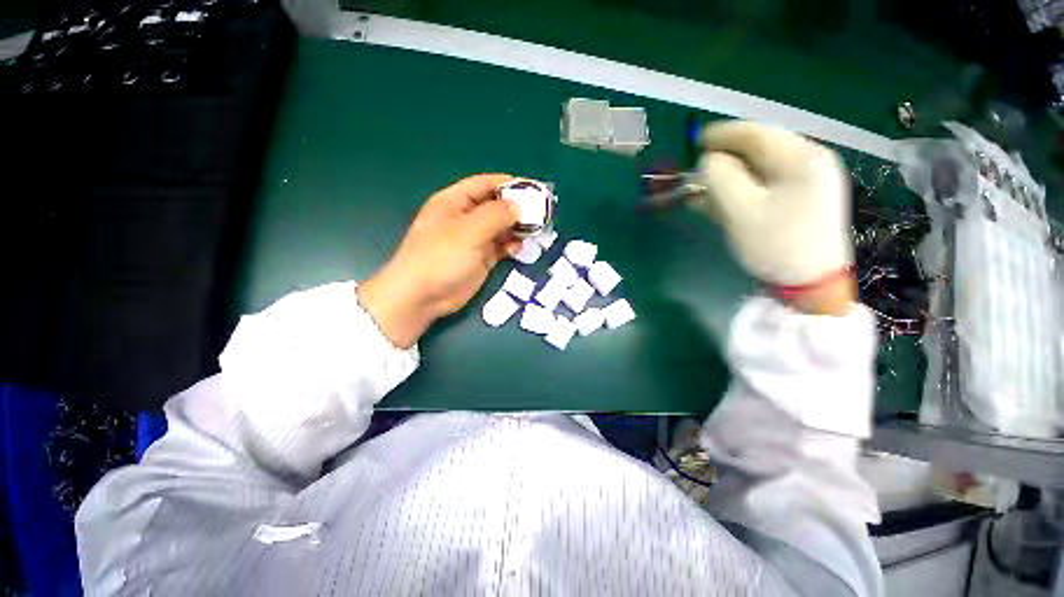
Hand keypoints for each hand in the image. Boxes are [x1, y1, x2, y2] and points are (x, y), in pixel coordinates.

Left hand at [357, 174, 521, 347]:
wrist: (422, 297)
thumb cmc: (440, 257)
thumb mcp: (468, 231)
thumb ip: (496, 215)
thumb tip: (519, 206)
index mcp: (455, 201)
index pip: (486, 184)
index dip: (509, 184)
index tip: (534, 190)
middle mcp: (465, 217)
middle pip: (496, 206)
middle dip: (517, 209)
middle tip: (541, 214)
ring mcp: (473, 239)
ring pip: (500, 227)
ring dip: (516, 229)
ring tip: (533, 233)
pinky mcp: (480, 258)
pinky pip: (500, 246)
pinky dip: (510, 246)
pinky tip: (517, 250)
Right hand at [691, 121, 855, 314]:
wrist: (811, 285)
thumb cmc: (776, 245)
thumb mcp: (741, 210)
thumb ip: (720, 178)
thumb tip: (708, 161)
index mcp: (801, 159)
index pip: (757, 134)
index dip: (723, 135)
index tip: (696, 140)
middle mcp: (808, 163)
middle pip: (758, 152)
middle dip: (724, 162)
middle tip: (696, 175)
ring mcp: (807, 184)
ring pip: (758, 172)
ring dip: (727, 181)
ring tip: (700, 194)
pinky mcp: (800, 202)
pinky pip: (764, 188)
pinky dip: (739, 193)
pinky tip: (718, 204)